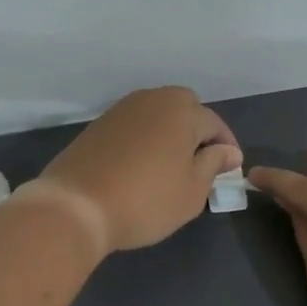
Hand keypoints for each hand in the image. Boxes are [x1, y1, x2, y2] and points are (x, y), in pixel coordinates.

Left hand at [34, 87, 241, 254]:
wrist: (76, 206)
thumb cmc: (146, 201)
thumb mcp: (192, 191)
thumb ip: (213, 165)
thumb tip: (227, 151)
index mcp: (182, 111)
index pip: (214, 124)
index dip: (226, 147)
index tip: (230, 171)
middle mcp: (152, 99)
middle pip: (184, 108)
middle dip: (197, 131)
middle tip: (200, 164)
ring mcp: (121, 110)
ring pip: (156, 115)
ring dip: (169, 133)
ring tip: (171, 166)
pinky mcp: (97, 125)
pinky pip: (133, 126)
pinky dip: (144, 140)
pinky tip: (141, 166)